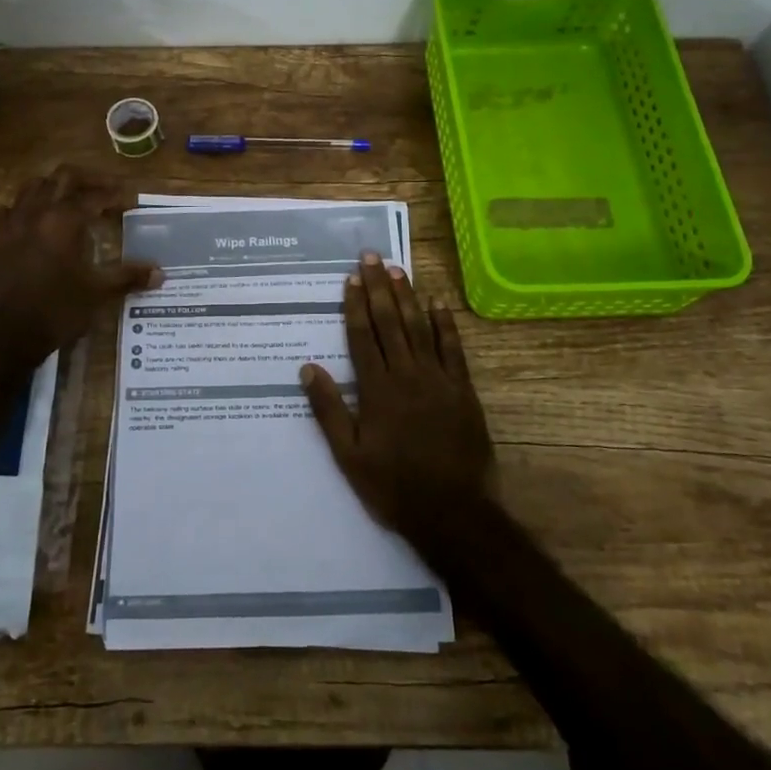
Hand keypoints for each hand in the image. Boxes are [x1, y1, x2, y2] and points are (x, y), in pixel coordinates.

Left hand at [0, 165, 161, 368]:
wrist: (3, 336)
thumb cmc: (56, 311)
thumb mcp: (98, 293)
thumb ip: (129, 277)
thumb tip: (161, 273)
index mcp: (64, 220)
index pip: (95, 196)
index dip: (115, 194)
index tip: (130, 199)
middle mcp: (37, 212)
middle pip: (63, 177)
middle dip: (87, 179)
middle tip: (105, 189)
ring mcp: (10, 223)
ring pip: (33, 187)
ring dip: (55, 187)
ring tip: (70, 200)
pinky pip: (7, 210)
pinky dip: (24, 208)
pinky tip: (32, 221)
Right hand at [300, 252, 495, 544]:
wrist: (453, 513)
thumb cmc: (394, 486)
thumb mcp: (349, 456)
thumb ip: (328, 410)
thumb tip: (307, 368)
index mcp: (376, 390)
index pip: (362, 337)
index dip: (354, 305)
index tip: (349, 278)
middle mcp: (406, 375)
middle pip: (389, 322)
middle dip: (378, 287)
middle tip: (370, 256)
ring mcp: (438, 380)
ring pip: (419, 328)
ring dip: (407, 296)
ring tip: (396, 268)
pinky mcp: (463, 390)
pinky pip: (453, 349)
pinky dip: (445, 324)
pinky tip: (437, 302)